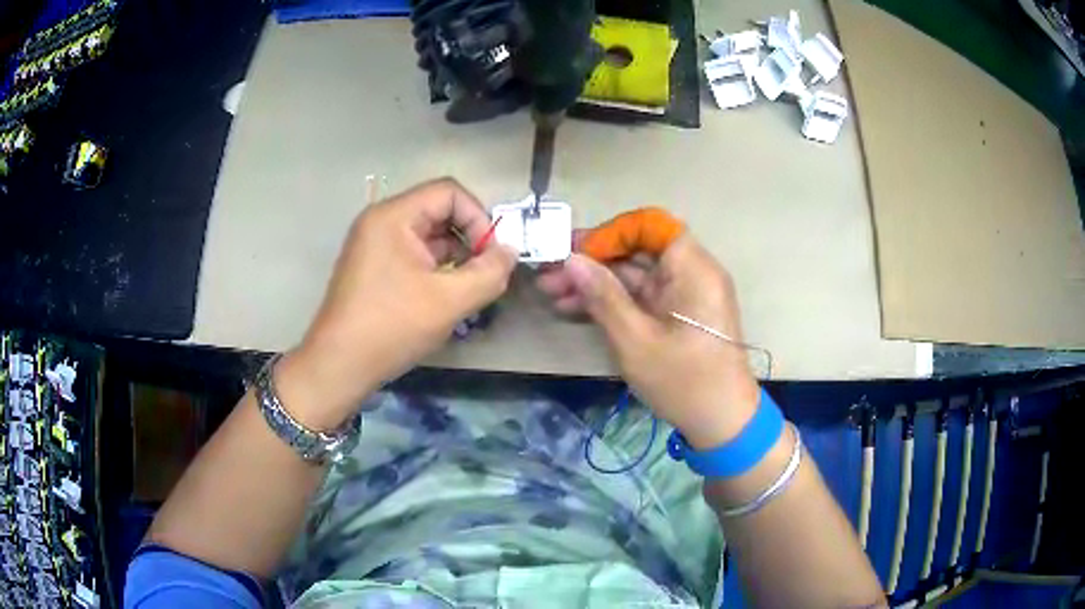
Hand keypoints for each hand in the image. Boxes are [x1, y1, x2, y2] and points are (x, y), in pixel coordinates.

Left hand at [277, 179, 515, 428]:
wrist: (339, 365)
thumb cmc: (391, 327)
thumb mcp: (449, 301)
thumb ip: (489, 273)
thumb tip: (510, 252)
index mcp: (394, 216)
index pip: (449, 192)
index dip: (478, 218)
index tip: (491, 255)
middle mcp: (381, 221)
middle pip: (439, 211)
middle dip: (469, 239)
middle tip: (484, 274)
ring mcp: (374, 244)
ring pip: (428, 236)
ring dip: (455, 257)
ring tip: (468, 290)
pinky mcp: (373, 266)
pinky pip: (413, 254)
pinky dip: (436, 269)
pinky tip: (446, 297)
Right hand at [537, 234, 759, 448]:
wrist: (722, 422)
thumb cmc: (684, 381)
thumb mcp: (636, 341)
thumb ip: (603, 296)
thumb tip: (571, 259)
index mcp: (692, 268)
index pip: (649, 226)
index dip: (610, 233)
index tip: (575, 252)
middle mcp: (691, 272)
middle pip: (638, 250)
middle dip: (593, 261)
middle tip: (550, 276)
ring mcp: (683, 294)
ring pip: (634, 274)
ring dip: (596, 283)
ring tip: (553, 295)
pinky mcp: (676, 314)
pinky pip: (641, 296)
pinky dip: (612, 301)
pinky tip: (575, 309)